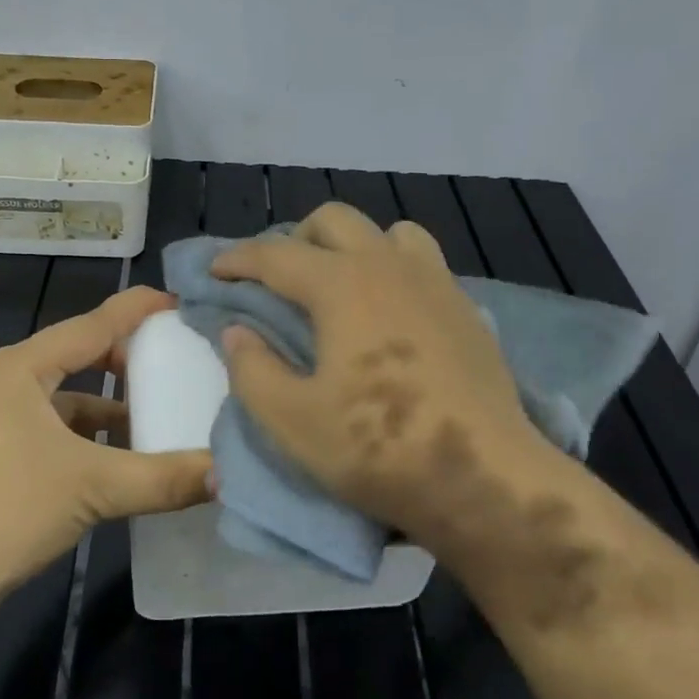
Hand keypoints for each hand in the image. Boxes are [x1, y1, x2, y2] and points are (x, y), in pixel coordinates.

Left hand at [0, 287, 212, 602]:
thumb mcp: (94, 488)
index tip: (185, 304)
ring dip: (114, 403)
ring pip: (71, 395)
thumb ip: (164, 478)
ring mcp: (0, 418)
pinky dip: (93, 436)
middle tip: (182, 362)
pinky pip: (59, 428)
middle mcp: (10, 380)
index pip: (95, 322)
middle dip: (131, 357)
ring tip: (163, 414)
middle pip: (82, 353)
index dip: (140, 310)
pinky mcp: (0, 453)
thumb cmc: (7, 508)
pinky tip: (124, 459)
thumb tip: (227, 474)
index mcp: (25, 366)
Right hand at [212, 204, 575, 578]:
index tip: (214, 272)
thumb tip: (238, 332)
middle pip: (333, 220)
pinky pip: (421, 262)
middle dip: (294, 239)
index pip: (276, 254)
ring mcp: (434, 283)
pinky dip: (391, 268)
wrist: (485, 478)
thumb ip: (252, 369)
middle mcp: (388, 266)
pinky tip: (387, 313)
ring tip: (336, 287)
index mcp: (342, 285)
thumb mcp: (292, 420)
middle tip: (275, 281)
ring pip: (387, 232)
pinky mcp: (465, 308)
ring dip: (352, 246)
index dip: (237, 260)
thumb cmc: (379, 448)